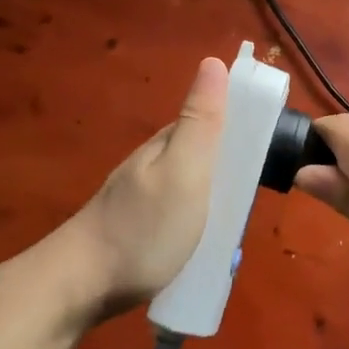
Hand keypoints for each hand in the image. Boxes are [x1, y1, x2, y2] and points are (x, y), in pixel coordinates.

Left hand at [68, 56, 227, 317]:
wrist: (77, 287)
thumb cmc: (142, 228)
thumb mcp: (184, 171)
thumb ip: (202, 122)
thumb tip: (214, 61)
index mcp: (169, 143)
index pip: (214, 119)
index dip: (244, 128)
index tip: (270, 153)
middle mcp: (155, 163)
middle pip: (206, 156)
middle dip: (233, 174)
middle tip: (251, 207)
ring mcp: (143, 197)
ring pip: (194, 188)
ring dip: (216, 205)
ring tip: (232, 237)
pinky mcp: (137, 228)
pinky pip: (180, 216)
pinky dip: (198, 227)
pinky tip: (203, 249)